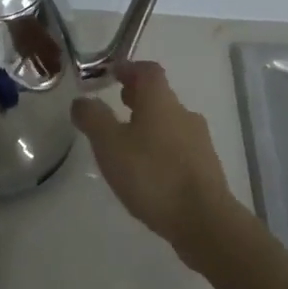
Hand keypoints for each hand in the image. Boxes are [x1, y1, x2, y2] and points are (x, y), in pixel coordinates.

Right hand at [71, 61, 237, 256]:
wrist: (204, 220)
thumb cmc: (152, 175)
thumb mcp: (110, 145)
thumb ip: (93, 118)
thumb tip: (82, 100)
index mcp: (161, 102)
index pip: (148, 71)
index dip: (129, 68)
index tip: (112, 74)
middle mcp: (184, 114)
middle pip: (160, 96)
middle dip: (137, 97)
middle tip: (116, 104)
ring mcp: (199, 141)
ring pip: (170, 122)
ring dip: (149, 123)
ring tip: (127, 142)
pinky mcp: (205, 167)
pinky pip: (178, 147)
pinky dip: (160, 148)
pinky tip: (148, 170)